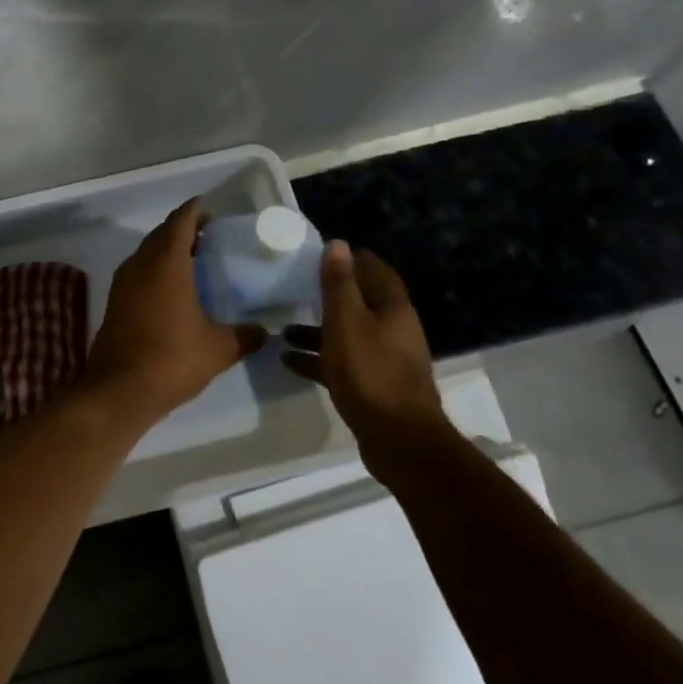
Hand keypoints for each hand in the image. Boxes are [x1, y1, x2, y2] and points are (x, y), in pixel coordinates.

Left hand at [82, 200, 266, 422]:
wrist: (119, 390)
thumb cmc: (172, 359)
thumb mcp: (219, 349)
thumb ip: (245, 336)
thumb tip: (264, 332)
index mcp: (166, 264)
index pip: (180, 222)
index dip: (194, 211)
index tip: (209, 208)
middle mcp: (140, 265)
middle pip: (161, 235)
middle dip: (182, 229)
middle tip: (208, 236)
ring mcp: (122, 285)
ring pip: (146, 254)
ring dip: (167, 251)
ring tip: (194, 261)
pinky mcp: (114, 304)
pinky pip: (137, 274)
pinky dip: (155, 271)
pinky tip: (172, 290)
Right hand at [281, 241, 449, 460]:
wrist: (399, 439)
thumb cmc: (370, 372)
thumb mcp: (347, 322)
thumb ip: (339, 285)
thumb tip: (338, 244)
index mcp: (393, 309)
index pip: (376, 271)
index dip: (352, 259)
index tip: (323, 254)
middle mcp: (394, 330)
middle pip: (361, 304)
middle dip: (330, 296)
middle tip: (297, 288)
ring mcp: (385, 360)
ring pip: (348, 335)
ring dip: (318, 331)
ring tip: (283, 329)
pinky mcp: (373, 386)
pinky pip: (342, 364)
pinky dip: (318, 359)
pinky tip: (289, 361)